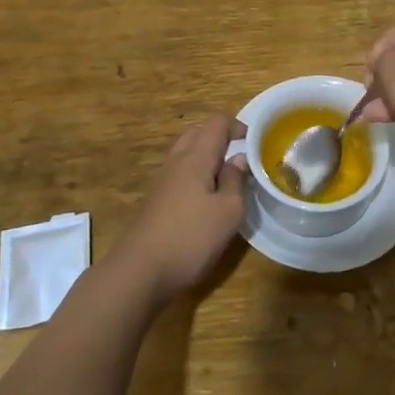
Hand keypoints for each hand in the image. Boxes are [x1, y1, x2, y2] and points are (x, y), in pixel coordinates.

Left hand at [112, 114, 247, 304]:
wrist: (139, 271)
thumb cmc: (190, 238)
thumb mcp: (228, 212)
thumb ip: (235, 180)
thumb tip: (238, 158)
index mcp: (196, 157)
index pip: (216, 122)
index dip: (236, 125)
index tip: (254, 142)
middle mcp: (176, 161)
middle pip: (197, 133)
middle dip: (220, 138)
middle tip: (240, 158)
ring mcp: (162, 181)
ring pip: (186, 154)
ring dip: (206, 158)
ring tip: (225, 179)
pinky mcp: (155, 200)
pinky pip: (178, 174)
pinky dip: (195, 175)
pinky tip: (205, 200)